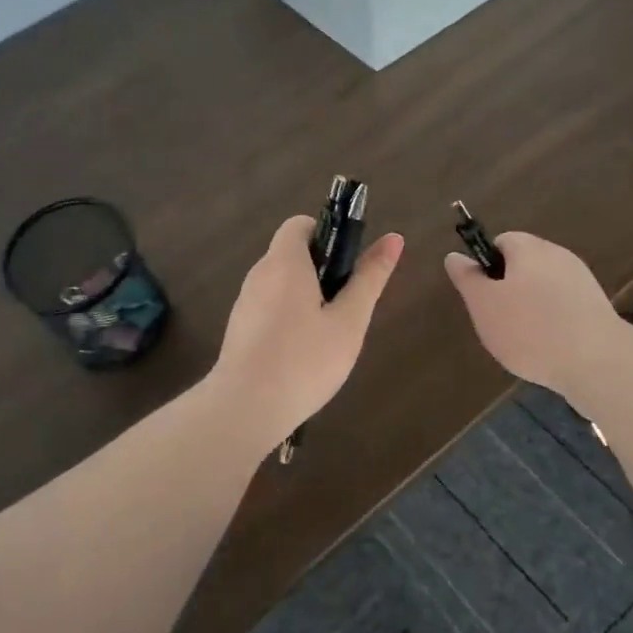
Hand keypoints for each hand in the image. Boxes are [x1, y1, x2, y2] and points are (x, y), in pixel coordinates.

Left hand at [211, 216, 404, 444]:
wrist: (245, 408)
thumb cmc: (305, 360)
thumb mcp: (348, 321)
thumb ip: (369, 278)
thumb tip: (394, 238)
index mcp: (285, 262)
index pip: (300, 224)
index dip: (327, 235)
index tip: (348, 266)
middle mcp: (259, 274)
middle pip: (291, 254)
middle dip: (321, 271)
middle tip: (345, 307)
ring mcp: (245, 303)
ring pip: (281, 284)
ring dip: (305, 297)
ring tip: (327, 335)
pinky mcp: (238, 329)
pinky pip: (268, 308)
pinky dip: (288, 318)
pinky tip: (302, 354)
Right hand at [444, 232, 623, 397]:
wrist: (596, 362)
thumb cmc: (530, 329)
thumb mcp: (484, 305)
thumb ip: (467, 278)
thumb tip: (454, 256)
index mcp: (529, 248)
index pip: (501, 242)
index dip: (487, 266)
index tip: (483, 296)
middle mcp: (558, 255)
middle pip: (524, 264)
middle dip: (508, 289)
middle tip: (499, 320)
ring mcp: (582, 280)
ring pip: (544, 286)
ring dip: (531, 307)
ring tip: (524, 339)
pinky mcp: (597, 306)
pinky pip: (563, 306)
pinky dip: (552, 320)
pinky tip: (548, 346)